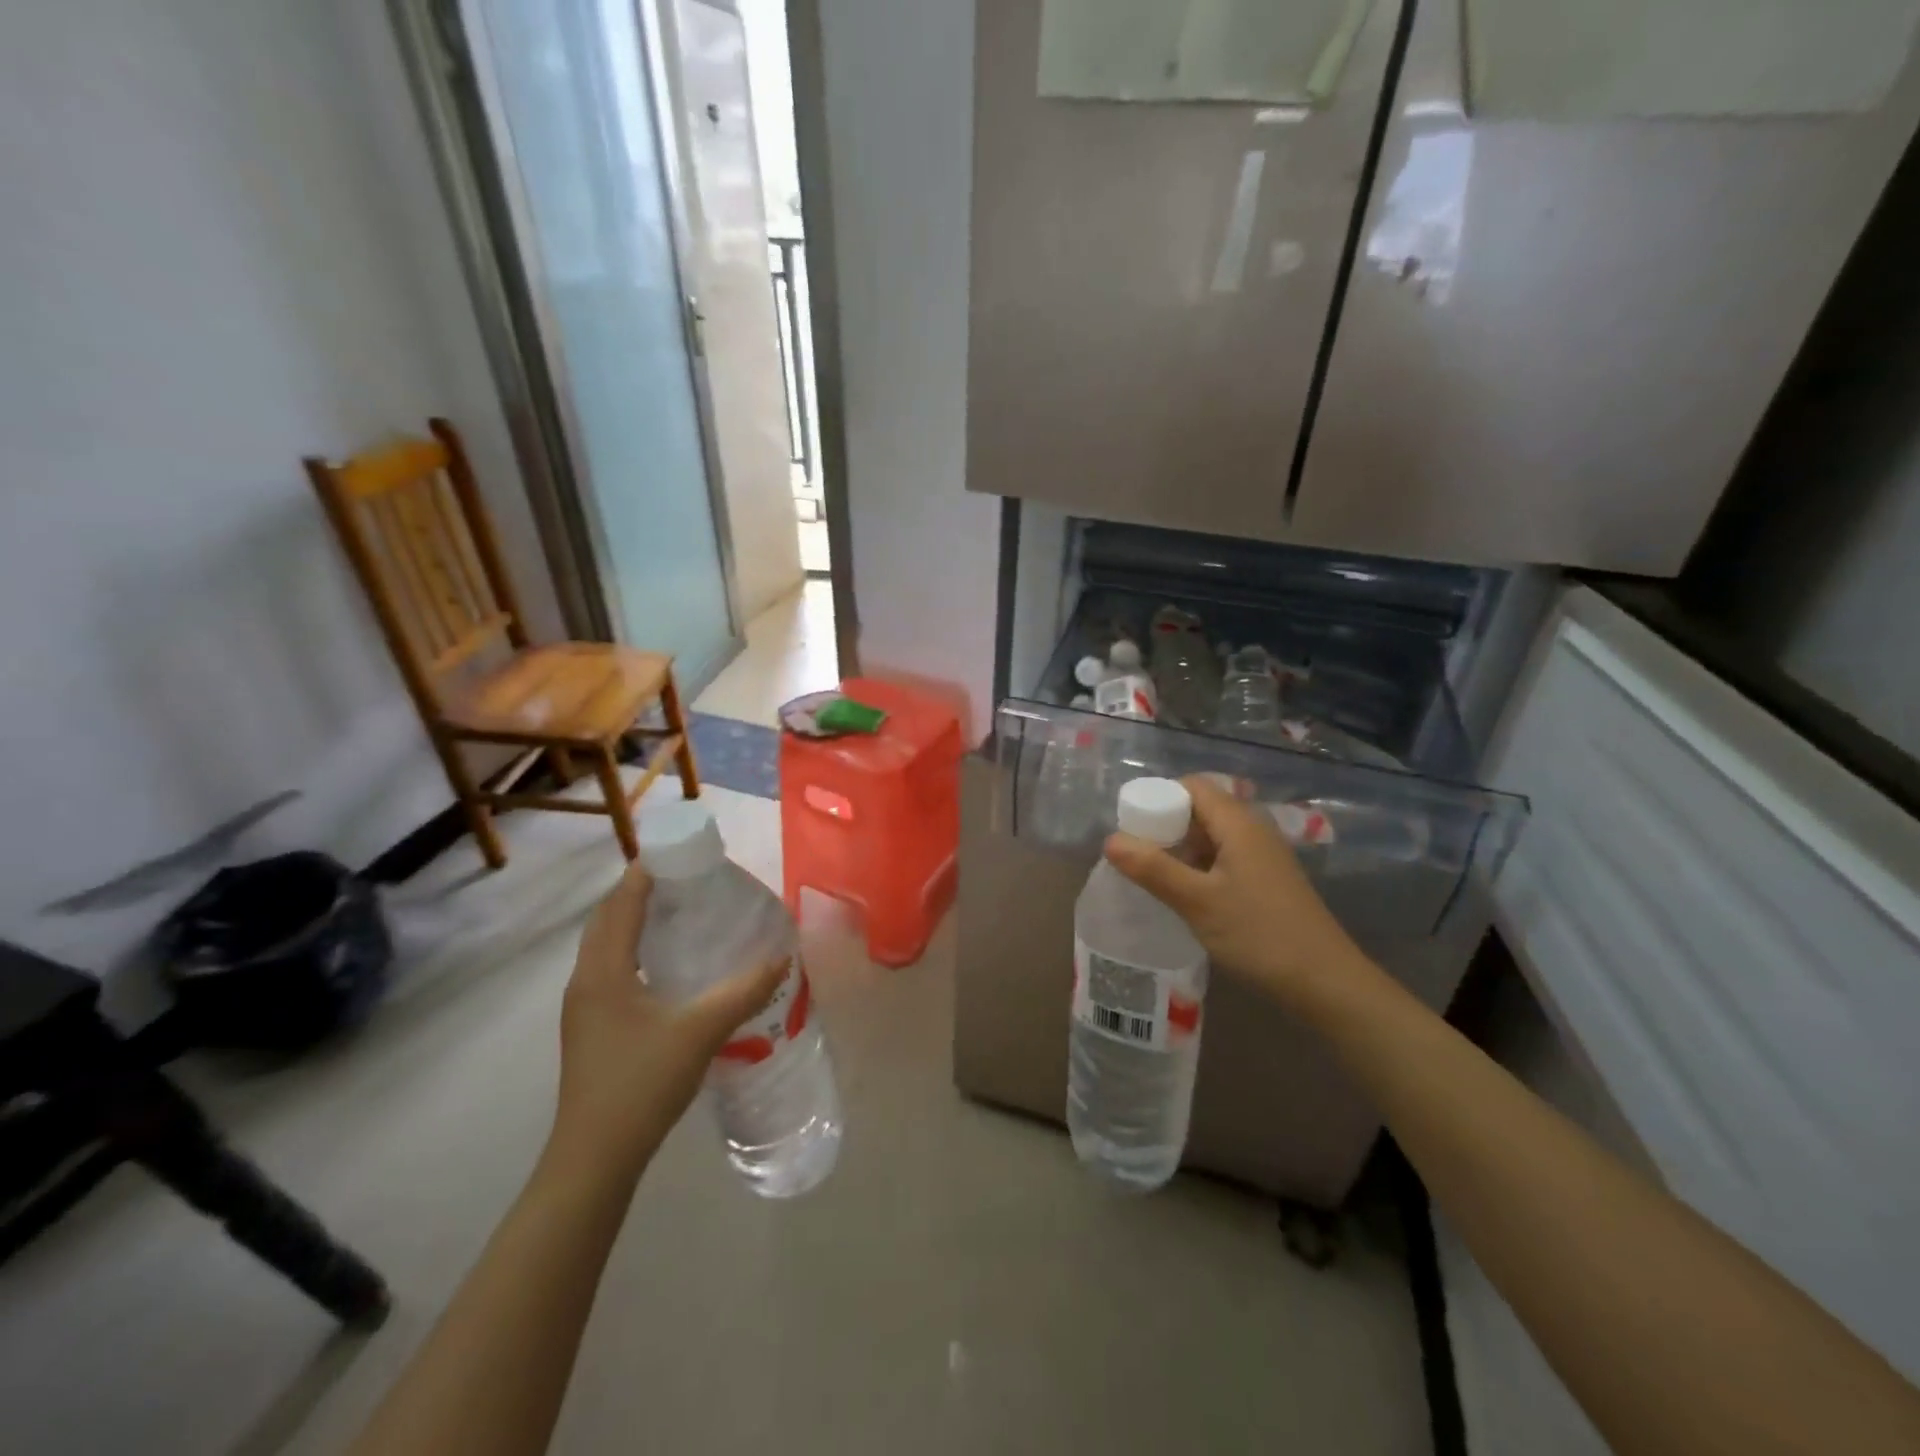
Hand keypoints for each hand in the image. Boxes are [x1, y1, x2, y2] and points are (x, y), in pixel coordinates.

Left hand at [546, 864, 784, 1180]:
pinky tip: (666, 966)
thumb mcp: (700, 1031)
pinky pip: (609, 969)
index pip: (622, 903)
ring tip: (677, 911)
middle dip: (639, 892)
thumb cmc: (640, 1083)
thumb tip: (782, 956)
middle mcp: (585, 981)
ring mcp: (583, 1007)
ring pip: (606, 946)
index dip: (646, 872)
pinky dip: (633, 950)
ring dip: (633, 921)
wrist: (593, 1158)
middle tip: (684, 878)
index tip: (678, 851)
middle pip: (607, 919)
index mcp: (602, 970)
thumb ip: (744, 990)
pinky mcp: (590, 1029)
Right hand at [1103, 774, 1374, 1014]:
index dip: (1158, 797)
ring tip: (1153, 876)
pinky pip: (1224, 858)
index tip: (1131, 826)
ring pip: (1211, 836)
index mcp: (1238, 823)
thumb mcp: (1198, 902)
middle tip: (1136, 855)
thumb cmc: (1259, 934)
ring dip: (1181, 849)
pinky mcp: (1266, 881)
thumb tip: (1110, 840)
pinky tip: (1185, 895)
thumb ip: (1153, 868)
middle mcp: (1253, 830)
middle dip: (1165, 825)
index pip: (1192, 786)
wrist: (1326, 983)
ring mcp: (1263, 856)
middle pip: (1201, 809)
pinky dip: (1199, 867)